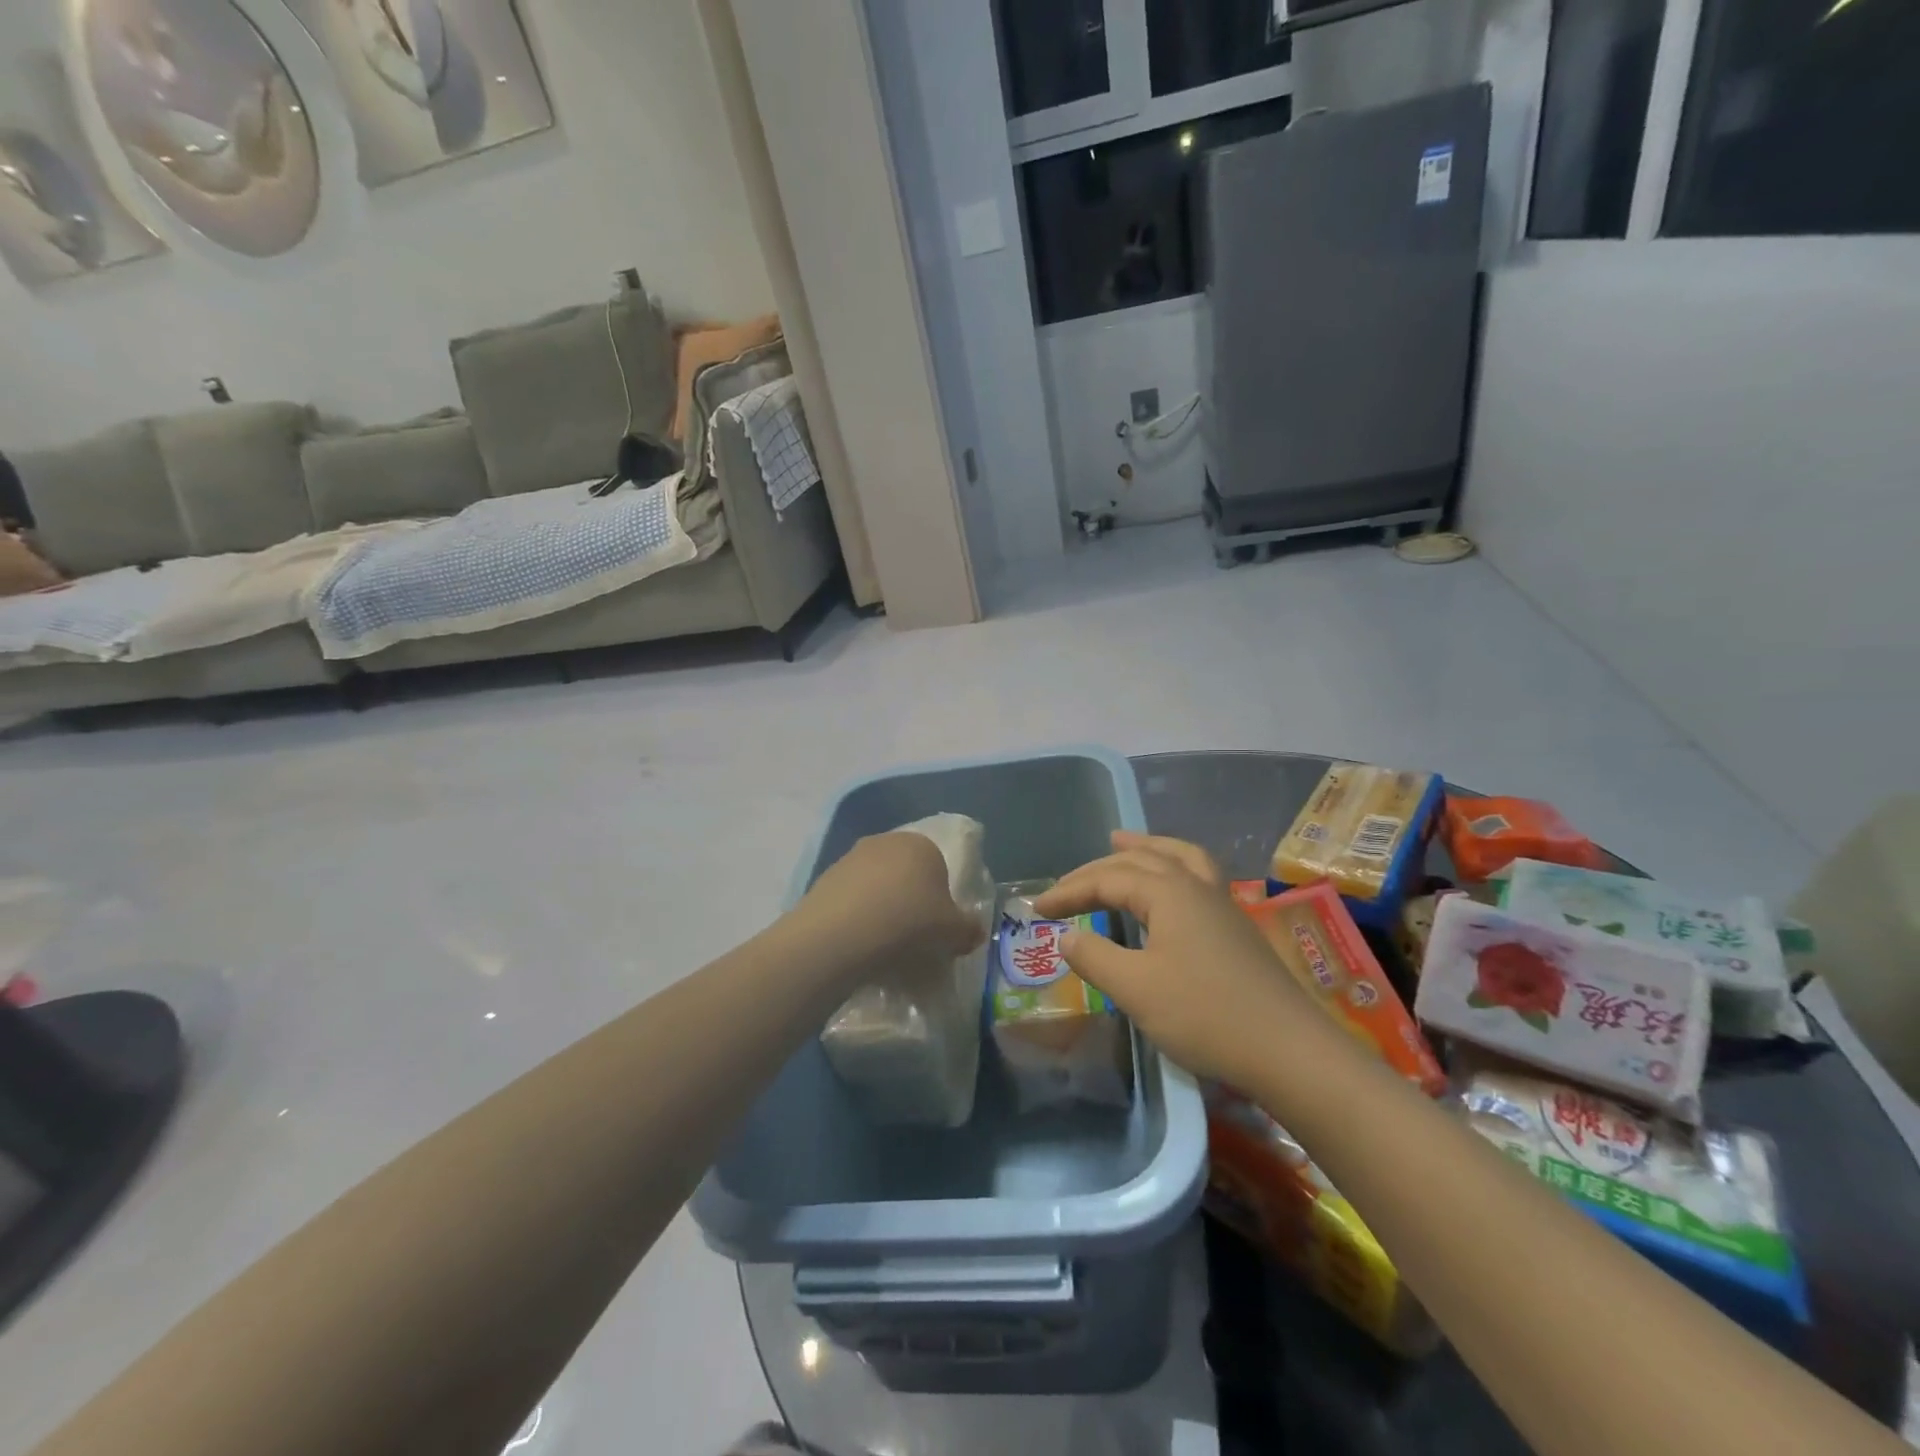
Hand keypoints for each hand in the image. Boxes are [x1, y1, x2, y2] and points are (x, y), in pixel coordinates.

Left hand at [791, 832, 984, 987]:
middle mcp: (885, 842)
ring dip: (880, 910)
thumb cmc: (909, 923)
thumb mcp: (954, 933)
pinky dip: (856, 919)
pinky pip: (850, 901)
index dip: (940, 901)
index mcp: (921, 845)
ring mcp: (850, 858)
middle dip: (909, 902)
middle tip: (911, 938)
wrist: (841, 935)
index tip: (936, 929)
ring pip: (875, 887)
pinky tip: (857, 945)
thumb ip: (969, 929)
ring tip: (882, 946)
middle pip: (904, 875)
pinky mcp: (823, 880)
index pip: (938, 868)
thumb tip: (973, 931)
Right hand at [1033, 832, 1323, 1087]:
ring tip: (1121, 841)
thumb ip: (1095, 957)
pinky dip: (1172, 866)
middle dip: (1097, 869)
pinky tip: (1170, 886)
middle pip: (1140, 860)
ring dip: (1144, 848)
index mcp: (1168, 893)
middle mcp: (1195, 886)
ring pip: (1177, 857)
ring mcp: (1221, 904)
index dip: (1068, 891)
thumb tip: (1067, 936)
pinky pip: (1196, 875)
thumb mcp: (1136, 989)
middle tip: (1066, 884)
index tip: (1036, 909)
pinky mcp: (1235, 927)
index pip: (1106, 880)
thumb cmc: (1205, 1015)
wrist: (1290, 1051)